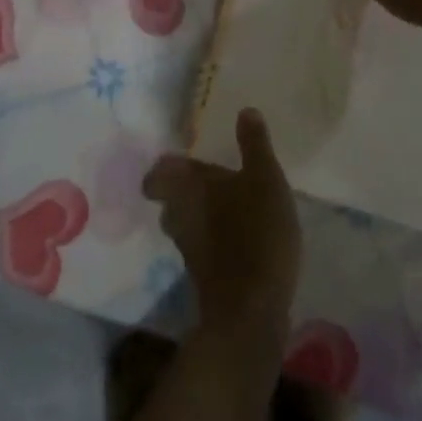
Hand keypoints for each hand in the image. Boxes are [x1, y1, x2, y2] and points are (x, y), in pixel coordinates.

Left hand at [143, 110, 300, 347]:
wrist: (251, 310)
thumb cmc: (255, 231)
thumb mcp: (265, 178)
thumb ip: (254, 144)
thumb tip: (245, 110)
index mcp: (186, 186)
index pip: (156, 174)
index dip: (164, 168)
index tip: (182, 160)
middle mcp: (179, 215)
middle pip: (170, 199)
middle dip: (184, 190)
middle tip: (209, 179)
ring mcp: (188, 248)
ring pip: (185, 223)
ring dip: (200, 215)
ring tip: (228, 205)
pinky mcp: (203, 276)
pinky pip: (202, 246)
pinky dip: (214, 239)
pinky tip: (239, 236)